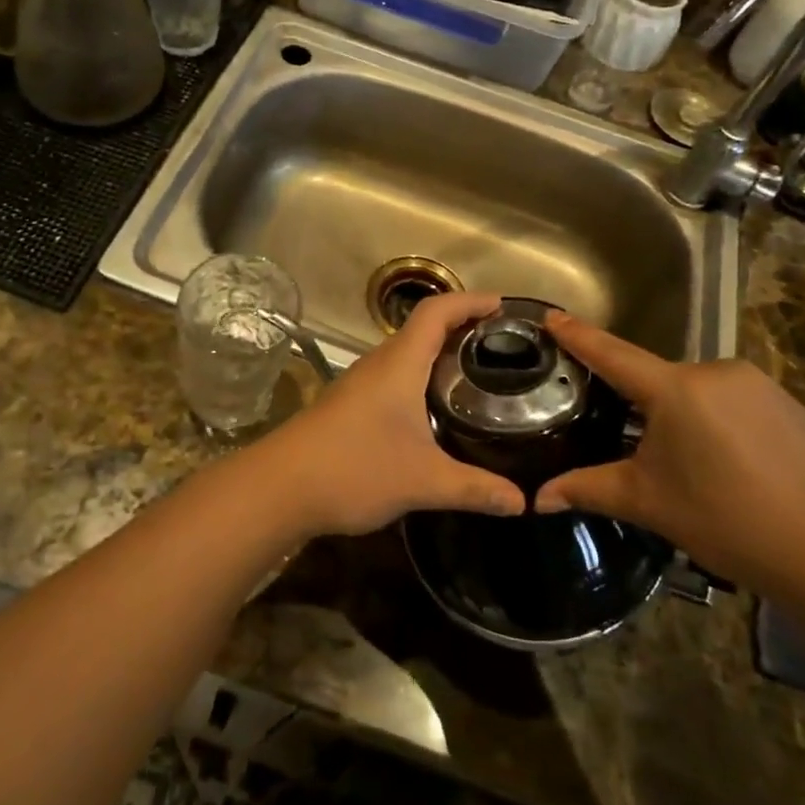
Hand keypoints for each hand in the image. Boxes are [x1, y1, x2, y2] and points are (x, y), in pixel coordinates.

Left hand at [245, 292, 527, 538]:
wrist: (280, 487)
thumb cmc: (354, 468)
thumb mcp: (423, 481)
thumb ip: (475, 488)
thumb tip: (524, 502)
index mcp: (399, 363)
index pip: (437, 311)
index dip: (471, 301)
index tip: (504, 308)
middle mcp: (380, 364)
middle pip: (424, 328)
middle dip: (463, 328)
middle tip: (503, 346)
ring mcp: (362, 383)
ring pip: (408, 354)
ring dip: (441, 354)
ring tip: (480, 374)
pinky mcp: (352, 405)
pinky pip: (396, 376)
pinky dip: (423, 378)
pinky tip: (438, 409)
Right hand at [532, 313, 804, 599]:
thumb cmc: (725, 520)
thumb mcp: (648, 502)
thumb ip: (587, 489)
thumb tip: (536, 499)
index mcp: (675, 389)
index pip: (612, 354)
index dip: (578, 335)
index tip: (552, 314)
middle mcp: (715, 371)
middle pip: (657, 379)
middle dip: (638, 404)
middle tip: (628, 440)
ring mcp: (756, 384)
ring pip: (696, 390)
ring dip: (680, 414)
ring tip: (685, 462)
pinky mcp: (786, 402)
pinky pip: (732, 400)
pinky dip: (716, 420)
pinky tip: (726, 462)